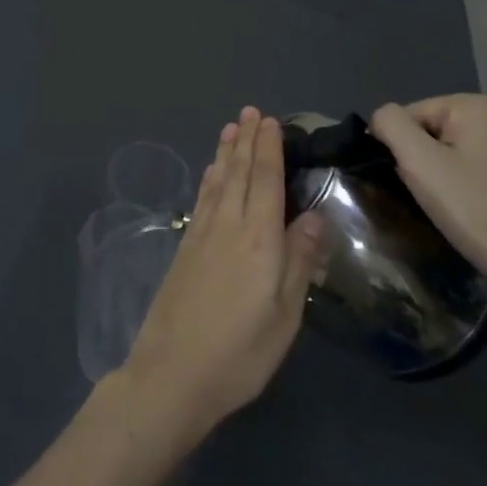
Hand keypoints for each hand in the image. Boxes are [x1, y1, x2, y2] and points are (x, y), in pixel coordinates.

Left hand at [120, 108, 325, 443]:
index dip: (269, 149)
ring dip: (226, 153)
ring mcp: (201, 236)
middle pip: (239, 174)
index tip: (271, 122)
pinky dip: (209, 179)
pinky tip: (211, 173)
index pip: (266, 182)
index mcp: (259, 241)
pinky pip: (201, 200)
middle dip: (247, 141)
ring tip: (231, 128)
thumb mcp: (284, 317)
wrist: (172, 374)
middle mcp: (228, 227)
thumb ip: (298, 262)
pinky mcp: (184, 249)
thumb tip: (313, 216)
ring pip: (217, 182)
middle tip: (251, 112)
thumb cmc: (239, 353)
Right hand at [369, 94, 486, 286]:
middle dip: (426, 158)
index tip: (406, 181)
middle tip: (428, 195)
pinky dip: (476, 180)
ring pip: (464, 148)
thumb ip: (391, 125)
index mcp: (476, 105)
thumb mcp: (418, 163)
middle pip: (439, 129)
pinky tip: (480, 207)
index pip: (412, 114)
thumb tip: (382, 118)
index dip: (399, 147)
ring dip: (450, 170)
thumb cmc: (474, 209)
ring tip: (453, 205)